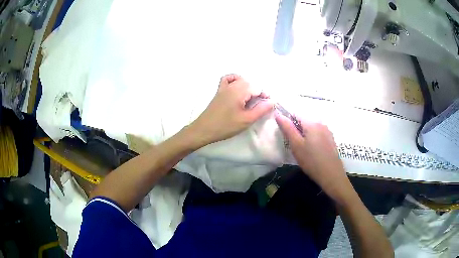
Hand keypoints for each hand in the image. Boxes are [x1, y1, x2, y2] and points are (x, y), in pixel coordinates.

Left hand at [189, 74, 273, 145]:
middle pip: (250, 83)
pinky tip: (238, 88)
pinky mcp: (219, 91)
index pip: (257, 88)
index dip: (265, 96)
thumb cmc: (226, 126)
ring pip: (241, 80)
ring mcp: (224, 87)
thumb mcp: (246, 120)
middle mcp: (232, 85)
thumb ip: (261, 110)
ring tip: (251, 99)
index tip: (268, 107)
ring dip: (249, 87)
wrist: (204, 129)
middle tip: (260, 106)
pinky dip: (235, 80)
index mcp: (240, 91)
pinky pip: (228, 79)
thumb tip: (272, 101)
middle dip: (258, 92)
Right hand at [275, 112, 350, 199]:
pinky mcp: (330, 138)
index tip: (284, 134)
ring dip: (304, 134)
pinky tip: (311, 151)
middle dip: (296, 128)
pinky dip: (311, 138)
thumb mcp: (296, 145)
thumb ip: (287, 128)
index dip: (287, 121)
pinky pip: (317, 133)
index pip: (295, 113)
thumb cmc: (311, 161)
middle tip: (293, 144)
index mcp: (312, 122)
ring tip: (302, 149)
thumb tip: (278, 113)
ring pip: (311, 127)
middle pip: (304, 120)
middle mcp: (321, 122)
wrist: (332, 175)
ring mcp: (327, 130)